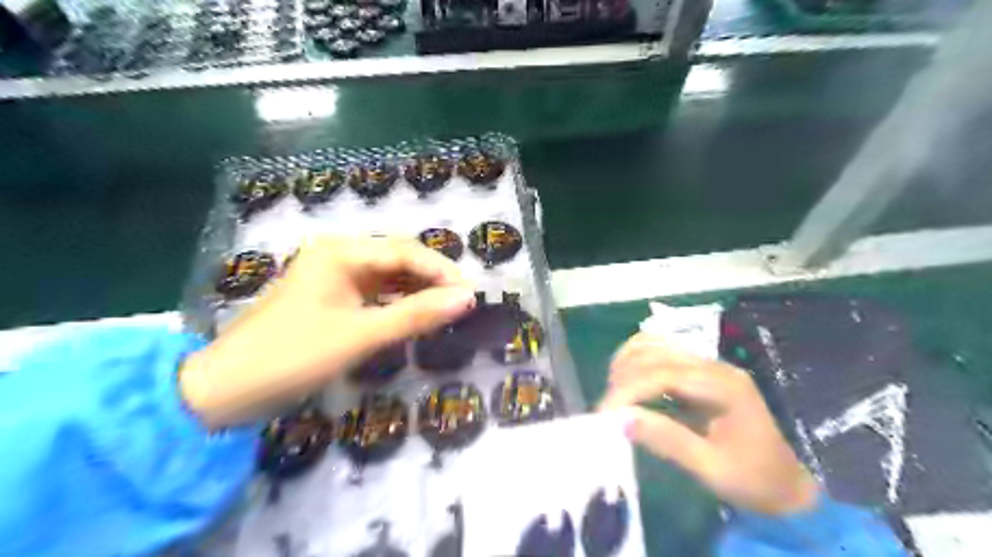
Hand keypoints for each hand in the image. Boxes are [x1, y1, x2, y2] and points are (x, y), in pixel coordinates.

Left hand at [182, 235, 477, 426]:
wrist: (224, 391)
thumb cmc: (293, 356)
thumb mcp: (361, 336)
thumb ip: (416, 315)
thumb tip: (468, 298)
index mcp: (341, 252)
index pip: (406, 251)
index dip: (442, 271)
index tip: (472, 295)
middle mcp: (338, 255)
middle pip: (399, 259)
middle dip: (433, 279)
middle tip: (463, 304)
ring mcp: (333, 277)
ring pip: (389, 277)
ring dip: (418, 292)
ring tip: (447, 311)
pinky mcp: (331, 298)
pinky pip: (375, 294)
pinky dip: (398, 304)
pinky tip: (416, 317)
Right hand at [600, 334, 816, 515]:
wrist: (784, 484)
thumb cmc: (751, 479)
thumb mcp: (711, 469)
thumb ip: (667, 441)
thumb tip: (621, 421)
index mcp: (724, 386)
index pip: (665, 374)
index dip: (629, 389)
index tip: (604, 413)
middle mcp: (714, 365)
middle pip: (656, 352)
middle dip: (624, 377)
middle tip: (607, 410)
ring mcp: (706, 365)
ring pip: (654, 345)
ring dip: (627, 364)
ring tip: (615, 396)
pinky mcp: (698, 372)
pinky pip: (659, 354)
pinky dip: (636, 364)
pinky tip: (627, 386)